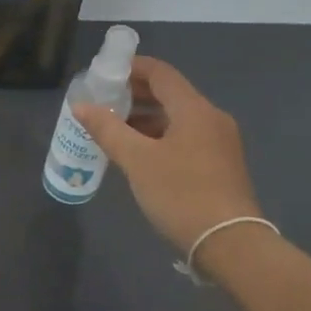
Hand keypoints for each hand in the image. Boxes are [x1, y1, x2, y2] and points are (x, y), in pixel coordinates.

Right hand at [73, 57, 261, 259]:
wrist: (229, 243)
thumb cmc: (181, 194)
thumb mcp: (137, 160)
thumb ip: (107, 129)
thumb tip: (81, 105)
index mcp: (194, 109)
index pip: (161, 73)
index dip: (132, 67)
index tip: (104, 73)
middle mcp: (211, 118)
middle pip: (170, 94)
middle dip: (136, 94)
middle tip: (104, 102)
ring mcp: (220, 142)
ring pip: (177, 118)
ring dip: (146, 118)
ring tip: (115, 129)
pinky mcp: (221, 164)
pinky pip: (186, 137)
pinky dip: (161, 136)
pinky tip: (139, 154)